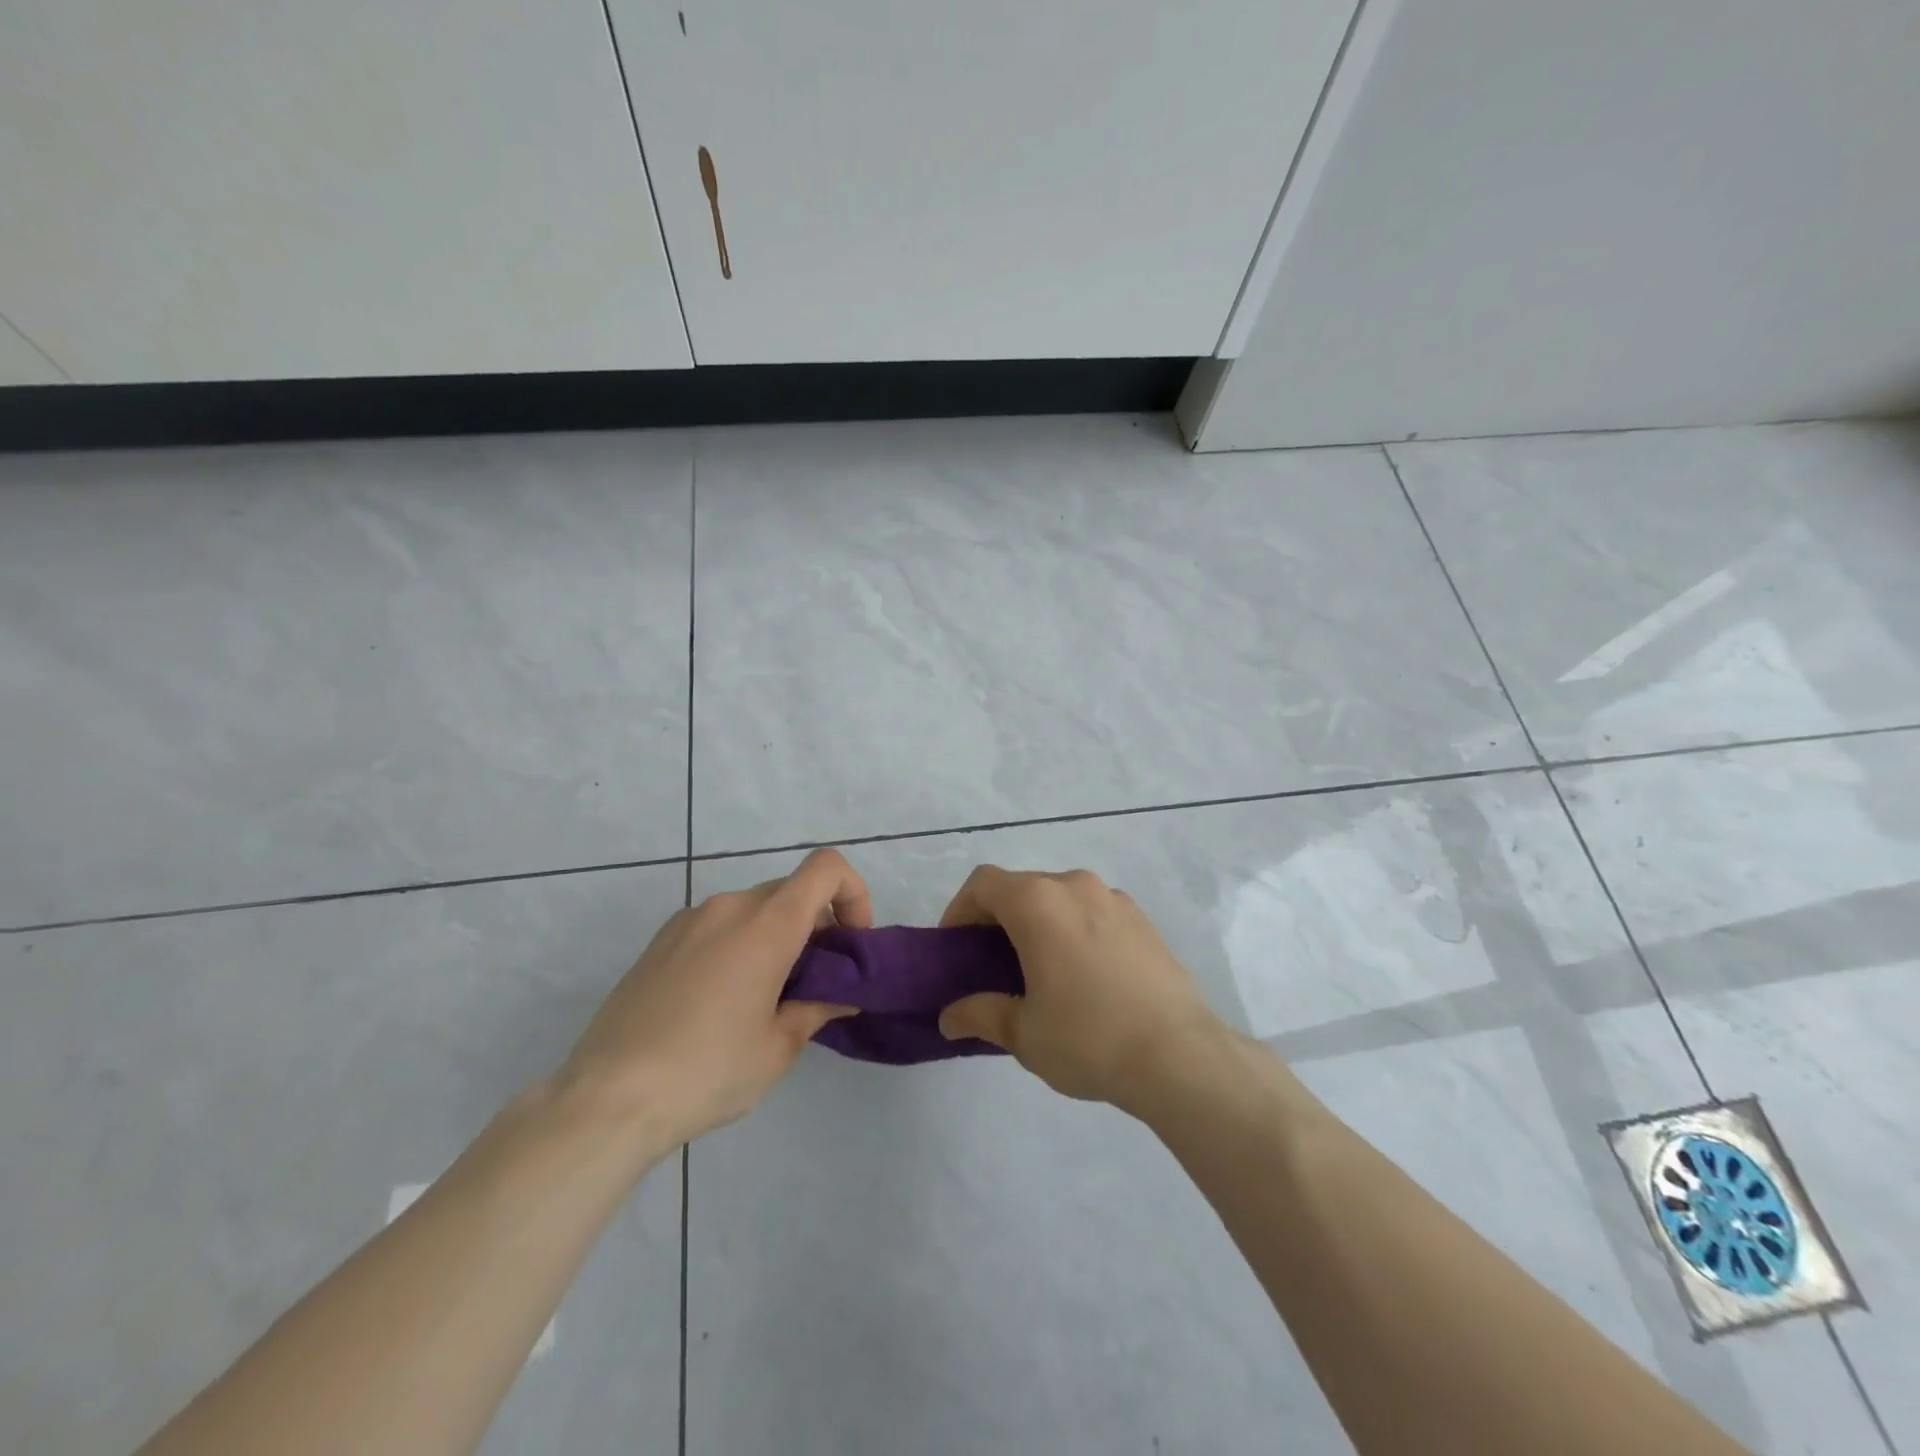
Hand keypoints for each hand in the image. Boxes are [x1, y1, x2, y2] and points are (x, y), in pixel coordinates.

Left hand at [558, 848, 868, 1148]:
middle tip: (815, 982)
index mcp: (766, 924)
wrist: (607, 1098)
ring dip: (775, 936)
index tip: (850, 943)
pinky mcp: (661, 940)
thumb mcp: (777, 1048)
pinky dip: (739, 943)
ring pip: (753, 909)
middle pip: (791, 891)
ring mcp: (689, 920)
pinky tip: (721, 1000)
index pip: (826, 868)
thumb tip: (841, 995)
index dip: (853, 893)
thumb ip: (817, 1008)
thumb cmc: (707, 1071)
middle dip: (816, 925)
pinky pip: (718, 924)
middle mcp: (729, 906)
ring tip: (766, 997)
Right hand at [935, 865, 1227, 1112]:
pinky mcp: (1142, 919)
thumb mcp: (1023, 1033)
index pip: (983, 884)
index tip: (956, 949)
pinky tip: (1083, 976)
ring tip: (1039, 972)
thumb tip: (949, 1017)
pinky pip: (1092, 912)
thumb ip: (979, 1015)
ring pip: (1058, 898)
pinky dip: (1073, 929)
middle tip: (991, 967)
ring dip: (1038, 923)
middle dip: (998, 920)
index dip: (959, 910)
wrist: (1180, 1055)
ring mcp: (1113, 898)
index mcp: (1038, 902)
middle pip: (1021, 887)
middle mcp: (1074, 886)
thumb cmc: (1088, 1038)